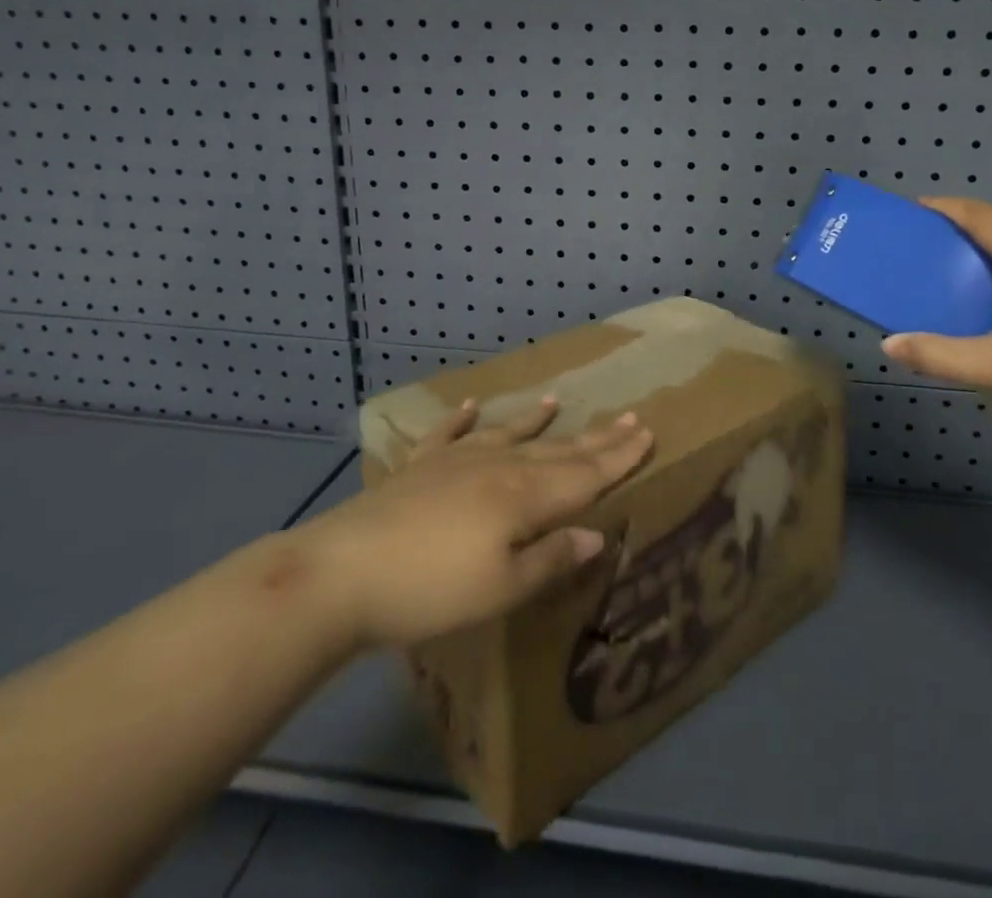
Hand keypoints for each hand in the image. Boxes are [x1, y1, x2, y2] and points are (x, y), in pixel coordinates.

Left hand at [304, 397, 653, 649]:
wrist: (344, 571)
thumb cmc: (432, 590)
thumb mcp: (502, 589)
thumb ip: (551, 558)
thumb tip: (598, 534)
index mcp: (525, 496)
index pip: (585, 473)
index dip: (619, 456)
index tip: (647, 432)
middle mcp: (498, 467)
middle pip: (557, 450)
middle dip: (595, 436)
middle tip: (627, 415)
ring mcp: (456, 461)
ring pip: (509, 435)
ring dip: (535, 420)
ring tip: (557, 401)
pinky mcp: (419, 467)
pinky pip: (448, 435)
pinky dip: (463, 419)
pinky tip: (472, 405)